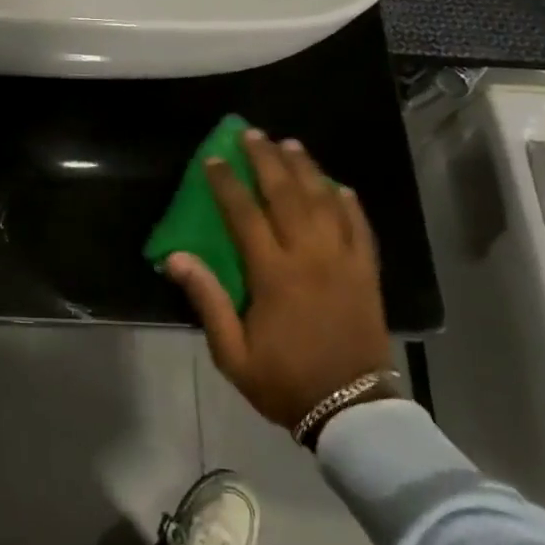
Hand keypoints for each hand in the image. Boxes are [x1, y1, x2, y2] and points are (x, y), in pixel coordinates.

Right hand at [165, 130, 393, 431]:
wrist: (353, 410)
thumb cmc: (285, 381)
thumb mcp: (233, 352)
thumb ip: (207, 300)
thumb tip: (176, 257)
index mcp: (274, 274)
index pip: (245, 214)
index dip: (226, 183)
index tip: (213, 159)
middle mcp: (310, 256)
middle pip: (287, 194)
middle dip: (267, 160)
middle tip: (253, 134)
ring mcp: (344, 261)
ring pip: (325, 201)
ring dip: (306, 169)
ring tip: (290, 144)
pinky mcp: (368, 272)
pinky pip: (360, 226)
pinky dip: (349, 202)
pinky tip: (338, 186)